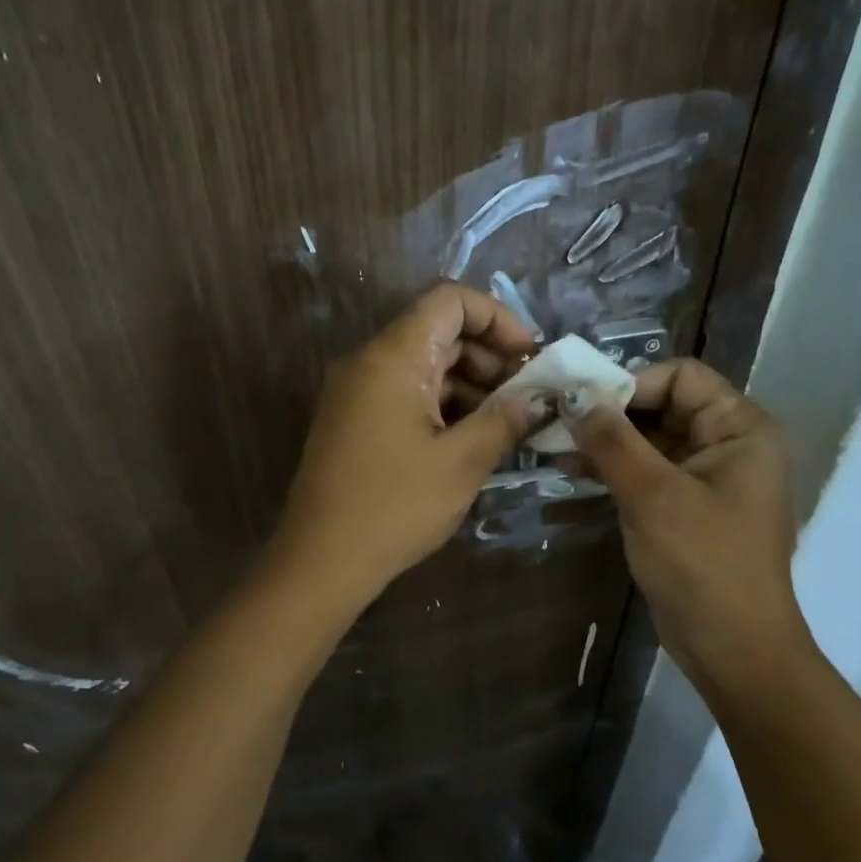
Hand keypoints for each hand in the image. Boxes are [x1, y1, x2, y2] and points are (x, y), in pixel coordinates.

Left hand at [272, 282, 542, 603]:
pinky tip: (475, 438)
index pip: (450, 299)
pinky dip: (445, 405)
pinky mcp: (356, 420)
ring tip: (510, 423)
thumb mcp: (462, 462)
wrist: (320, 562)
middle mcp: (369, 361)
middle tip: (529, 397)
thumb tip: (540, 396)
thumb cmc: (394, 507)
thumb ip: (505, 418)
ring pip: (426, 364)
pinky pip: (408, 393)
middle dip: (491, 356)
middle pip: (439, 331)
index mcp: (392, 356)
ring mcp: (358, 392)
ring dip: (471, 384)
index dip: (498, 317)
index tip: (531, 358)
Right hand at [561, 359, 802, 699]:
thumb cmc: (703, 565)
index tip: (580, 400)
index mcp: (741, 428)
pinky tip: (570, 471)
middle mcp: (728, 444)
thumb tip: (572, 394)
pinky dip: (613, 469)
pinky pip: (646, 472)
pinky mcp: (685, 506)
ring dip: (604, 441)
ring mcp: (706, 477)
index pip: (681, 377)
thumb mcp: (653, 495)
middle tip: (555, 420)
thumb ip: (612, 440)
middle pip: (662, 405)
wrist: (733, 650)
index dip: (630, 382)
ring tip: (552, 445)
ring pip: (649, 439)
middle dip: (609, 413)